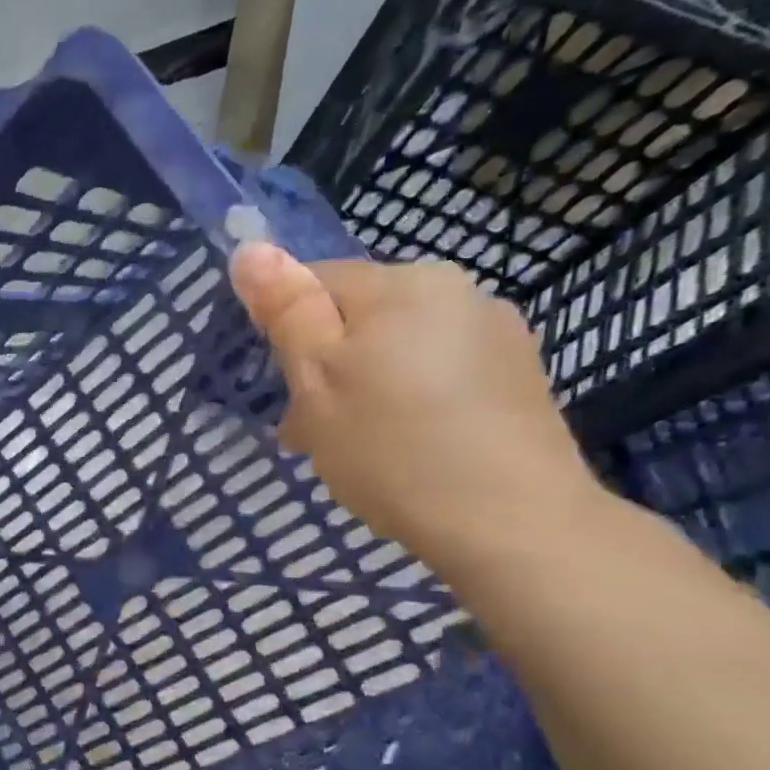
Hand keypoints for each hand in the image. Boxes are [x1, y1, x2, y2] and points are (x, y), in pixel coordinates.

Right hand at [227, 244, 602, 579]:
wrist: (509, 521)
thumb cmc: (391, 447)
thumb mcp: (317, 380)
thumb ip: (287, 311)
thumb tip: (251, 249)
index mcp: (403, 284)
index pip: (317, 283)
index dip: (288, 335)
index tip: (285, 393)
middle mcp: (458, 291)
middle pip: (360, 318)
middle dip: (327, 365)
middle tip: (313, 432)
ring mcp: (497, 334)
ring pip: (400, 349)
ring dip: (366, 386)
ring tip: (358, 448)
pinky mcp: (518, 377)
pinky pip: (440, 375)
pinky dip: (411, 402)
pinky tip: (407, 450)